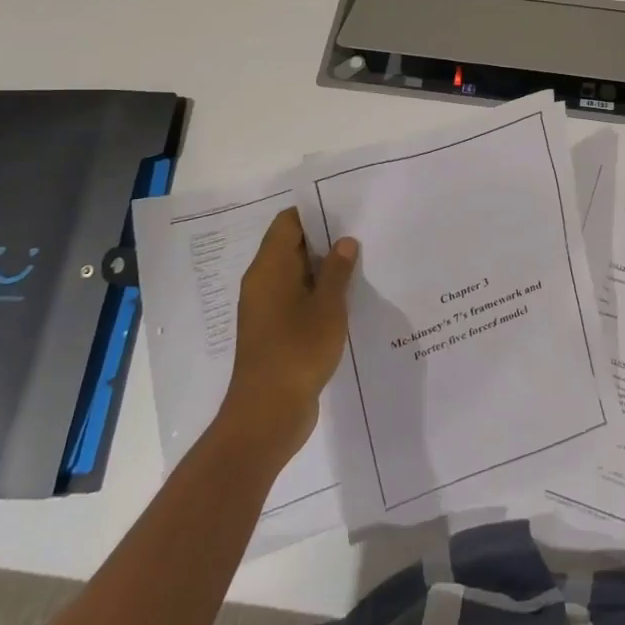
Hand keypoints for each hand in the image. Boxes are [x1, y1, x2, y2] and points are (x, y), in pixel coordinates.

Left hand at [217, 209, 357, 461]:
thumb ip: (338, 270)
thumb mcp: (328, 307)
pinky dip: (318, 293)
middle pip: (291, 246)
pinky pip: (296, 299)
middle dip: (325, 239)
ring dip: (324, 269)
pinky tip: (348, 298)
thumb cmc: (297, 351)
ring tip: (361, 262)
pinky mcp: (274, 332)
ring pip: (296, 274)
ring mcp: (266, 309)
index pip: (288, 223)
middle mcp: (262, 283)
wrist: (267, 416)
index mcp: (269, 268)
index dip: (315, 211)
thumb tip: (344, 241)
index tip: (347, 208)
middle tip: (362, 232)